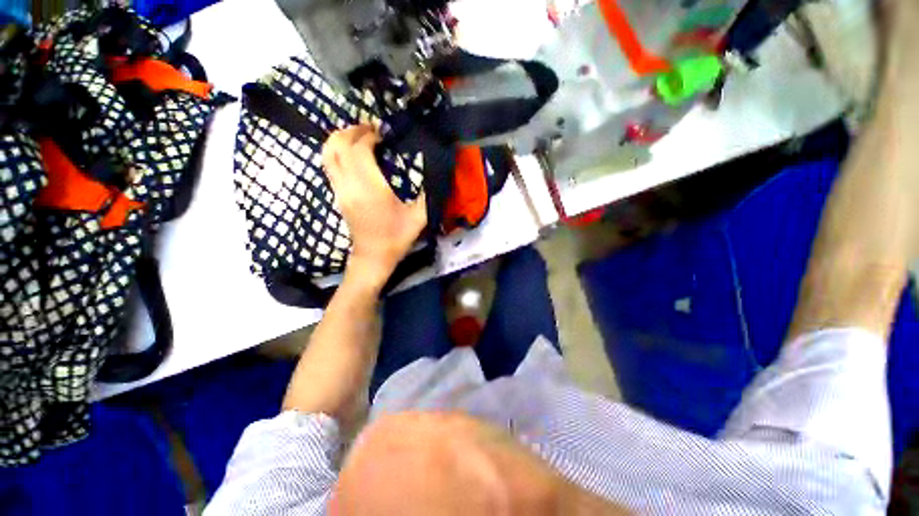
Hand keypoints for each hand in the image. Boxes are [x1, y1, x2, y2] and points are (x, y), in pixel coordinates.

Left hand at [322, 125, 427, 289]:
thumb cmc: (396, 237)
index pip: (359, 150)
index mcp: (370, 188)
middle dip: (352, 131)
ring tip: (358, 136)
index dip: (368, 135)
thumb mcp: (419, 217)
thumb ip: (426, 193)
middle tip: (370, 128)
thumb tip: (434, 172)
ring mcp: (339, 190)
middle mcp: (350, 184)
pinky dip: (337, 152)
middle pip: (338, 145)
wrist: (373, 257)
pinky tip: (352, 154)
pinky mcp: (337, 195)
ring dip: (340, 139)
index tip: (382, 133)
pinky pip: (329, 165)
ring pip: (328, 154)